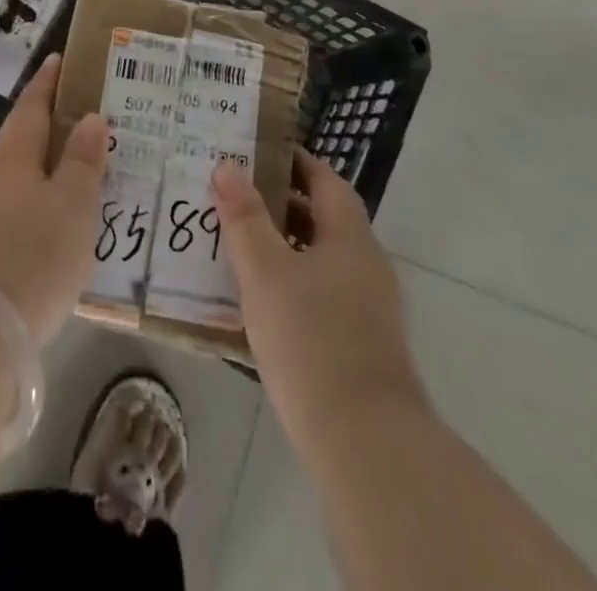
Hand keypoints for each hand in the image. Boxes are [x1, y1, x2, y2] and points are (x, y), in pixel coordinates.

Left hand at [0, 54, 108, 342]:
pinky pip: (5, 215)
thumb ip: (83, 162)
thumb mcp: (73, 207)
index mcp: (12, 155)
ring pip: (11, 182)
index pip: (32, 106)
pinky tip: (44, 233)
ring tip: (69, 186)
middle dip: (45, 133)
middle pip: (18, 143)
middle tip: (79, 132)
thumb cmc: (31, 255)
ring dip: (37, 176)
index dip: (46, 83)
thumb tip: (89, 117)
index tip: (56, 60)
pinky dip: (27, 211)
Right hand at [212, 149, 426, 448]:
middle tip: (234, 197)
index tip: (255, 153)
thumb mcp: (266, 271)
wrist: (365, 444)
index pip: (326, 181)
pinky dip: (293, 284)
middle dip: (281, 204)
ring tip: (237, 246)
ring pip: (321, 259)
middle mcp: (367, 265)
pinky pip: (323, 295)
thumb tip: (227, 166)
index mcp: (350, 238)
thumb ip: (245, 217)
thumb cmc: (311, 341)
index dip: (294, 162)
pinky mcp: (362, 346)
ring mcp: (369, 309)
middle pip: (323, 218)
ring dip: (284, 246)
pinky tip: (260, 303)